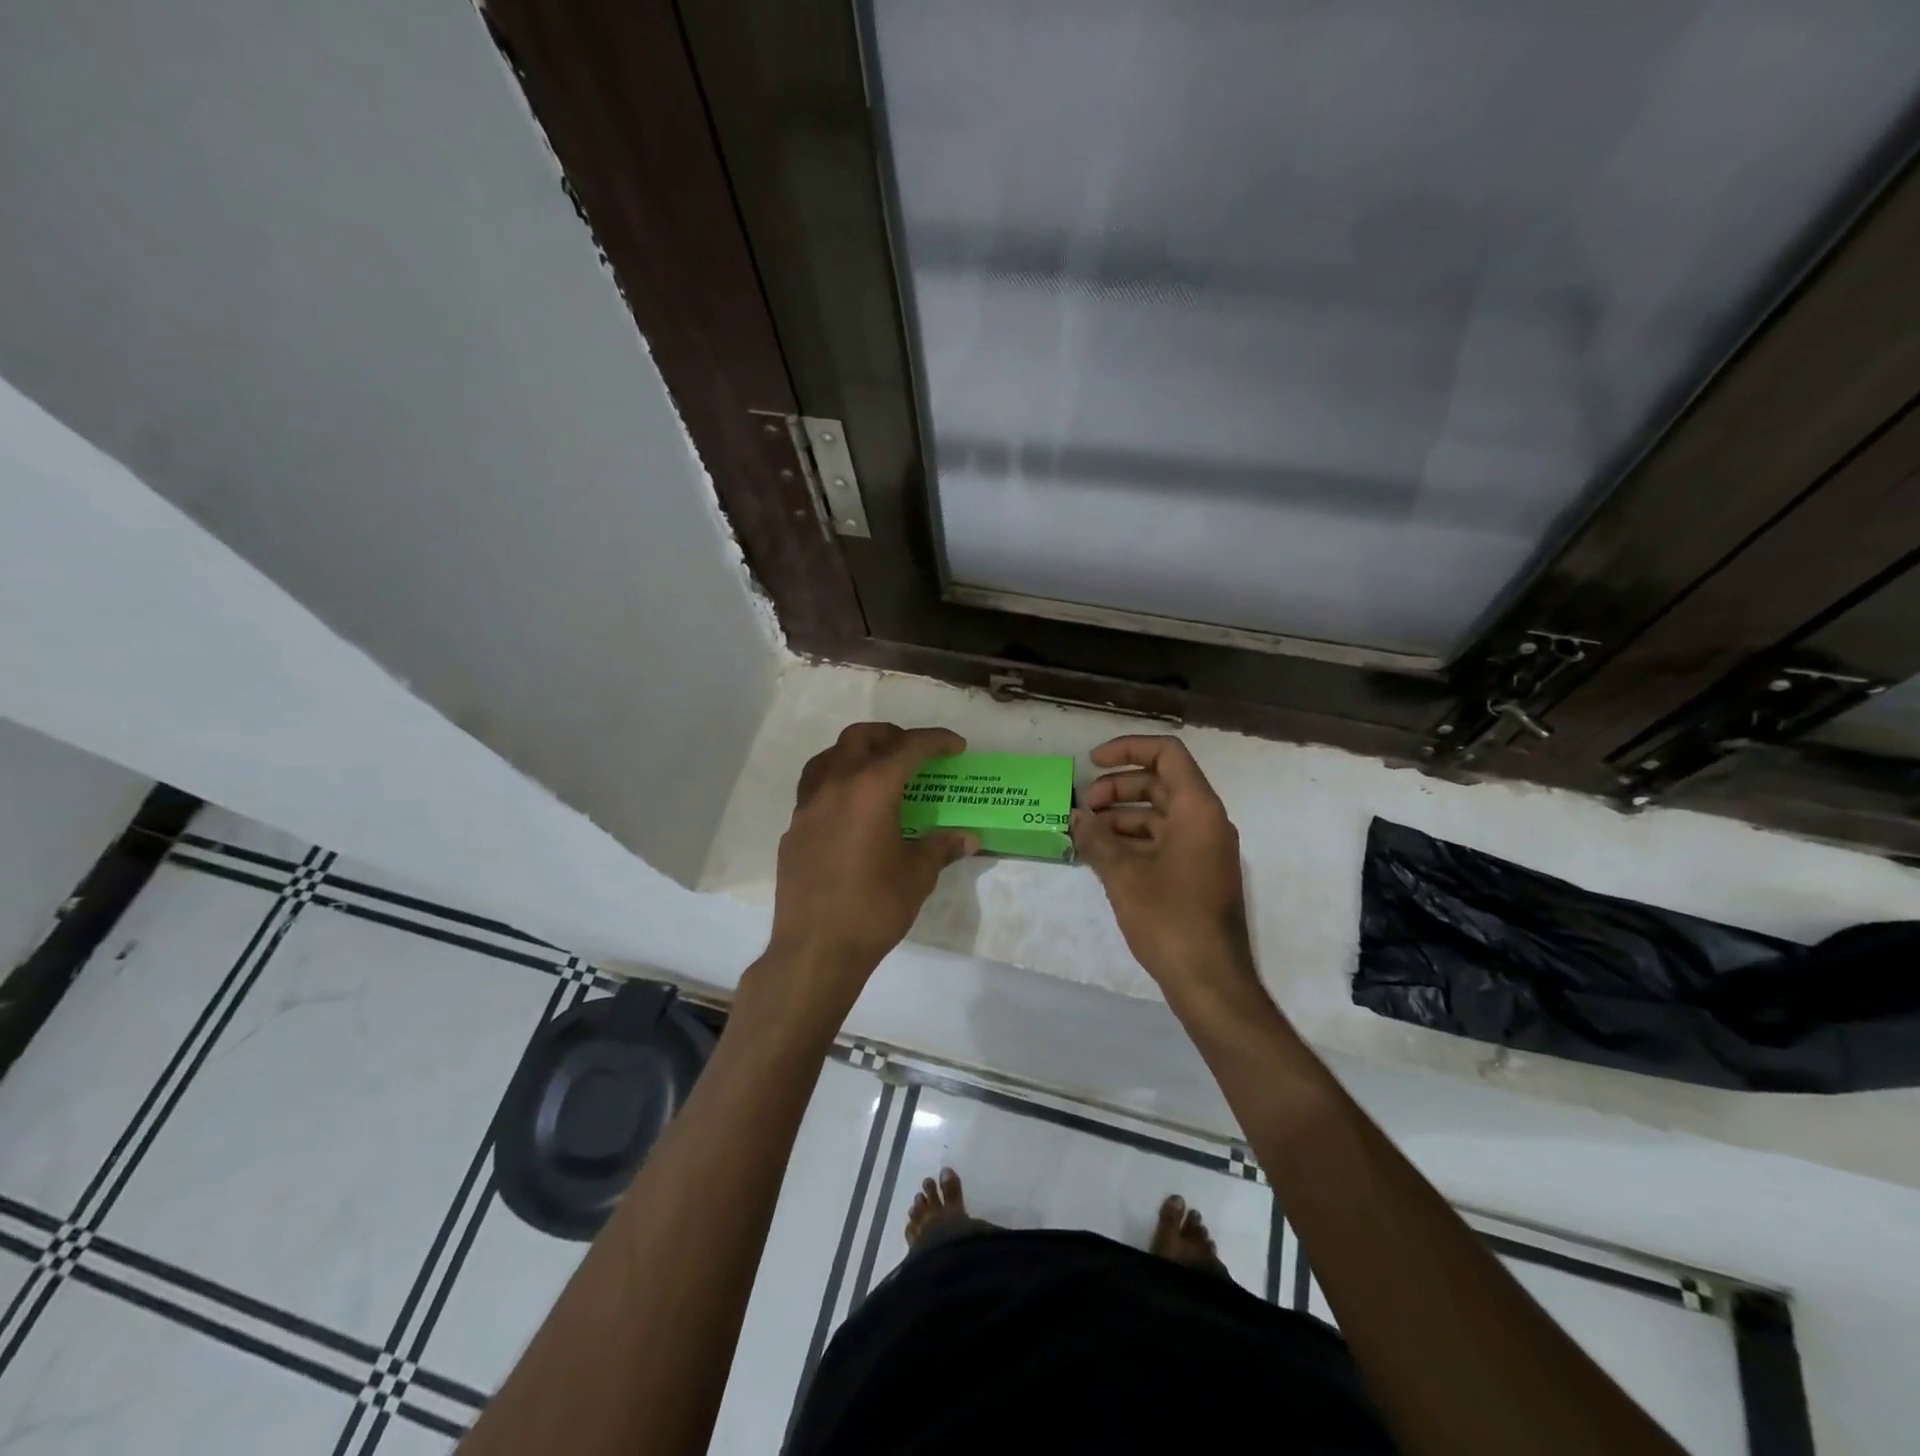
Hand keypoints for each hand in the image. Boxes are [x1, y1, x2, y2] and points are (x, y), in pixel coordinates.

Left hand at [759, 723, 977, 1016]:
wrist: (815, 949)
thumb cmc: (874, 908)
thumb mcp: (917, 875)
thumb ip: (941, 847)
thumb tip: (967, 838)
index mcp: (871, 789)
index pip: (908, 748)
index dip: (936, 741)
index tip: (956, 746)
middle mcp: (835, 785)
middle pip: (861, 738)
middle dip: (891, 736)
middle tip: (914, 753)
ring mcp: (808, 806)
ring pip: (829, 757)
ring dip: (856, 753)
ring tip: (877, 770)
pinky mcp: (793, 829)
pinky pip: (814, 788)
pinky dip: (836, 782)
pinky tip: (850, 810)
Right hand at [1071, 735, 1256, 1003]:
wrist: (1210, 982)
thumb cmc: (1169, 919)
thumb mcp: (1124, 875)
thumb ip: (1096, 839)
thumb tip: (1076, 817)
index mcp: (1197, 810)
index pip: (1167, 754)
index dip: (1128, 749)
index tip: (1092, 762)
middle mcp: (1206, 822)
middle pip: (1160, 783)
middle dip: (1118, 787)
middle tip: (1083, 807)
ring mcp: (1203, 850)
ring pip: (1159, 814)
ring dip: (1122, 816)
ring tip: (1086, 831)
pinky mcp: (1196, 874)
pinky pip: (1163, 840)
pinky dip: (1134, 840)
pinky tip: (1103, 855)